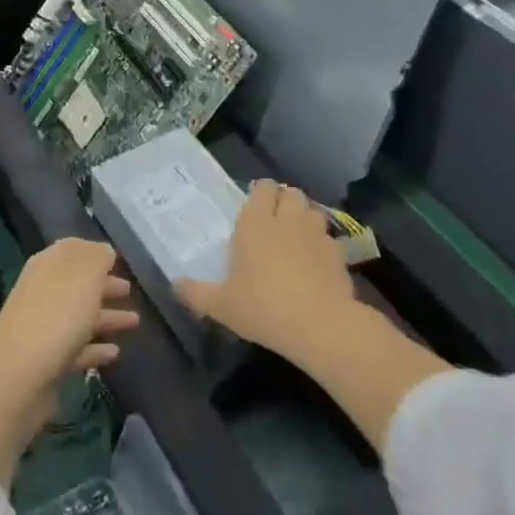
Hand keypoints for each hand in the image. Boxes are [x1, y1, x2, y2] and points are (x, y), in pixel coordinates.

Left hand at [0, 239, 137, 485]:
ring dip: (107, 317)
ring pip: (80, 316)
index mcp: (48, 266)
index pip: (72, 251)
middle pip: (77, 285)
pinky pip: (77, 348)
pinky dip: (96, 348)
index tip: (117, 261)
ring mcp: (43, 328)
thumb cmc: (57, 315)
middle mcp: (42, 292)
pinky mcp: (48, 361)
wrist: (20, 376)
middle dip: (103, 286)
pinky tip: (115, 353)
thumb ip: (97, 257)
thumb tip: (104, 252)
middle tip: (129, 291)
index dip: (95, 254)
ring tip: (135, 322)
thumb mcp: (84, 275)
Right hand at [176, 181, 356, 363]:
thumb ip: (196, 293)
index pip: (263, 188)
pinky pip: (329, 238)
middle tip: (273, 222)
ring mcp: (316, 235)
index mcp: (256, 224)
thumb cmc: (264, 308)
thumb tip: (175, 285)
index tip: (253, 208)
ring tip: (296, 237)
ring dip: (304, 218)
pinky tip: (315, 263)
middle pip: (290, 193)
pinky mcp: (338, 254)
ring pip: (312, 210)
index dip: (260, 193)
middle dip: (283, 201)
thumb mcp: (221, 306)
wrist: (321, 326)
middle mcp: (287, 220)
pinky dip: (322, 244)